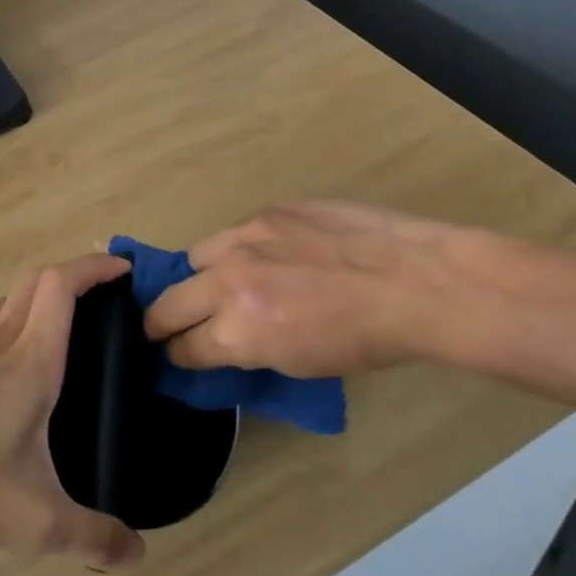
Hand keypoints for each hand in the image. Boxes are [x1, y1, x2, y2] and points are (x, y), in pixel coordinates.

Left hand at [0, 253, 145, 570]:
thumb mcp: (37, 520)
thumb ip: (92, 536)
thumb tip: (137, 555)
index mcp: (33, 360)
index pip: (62, 286)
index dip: (94, 268)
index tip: (123, 269)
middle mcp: (3, 344)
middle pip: (37, 280)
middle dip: (74, 274)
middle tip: (104, 296)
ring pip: (10, 299)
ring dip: (41, 294)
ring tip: (68, 322)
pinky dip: (16, 320)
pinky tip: (21, 365)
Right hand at [143, 202, 489, 377]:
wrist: (414, 281)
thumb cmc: (366, 340)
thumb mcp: (299, 363)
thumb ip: (248, 349)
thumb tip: (223, 342)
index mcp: (238, 331)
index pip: (183, 348)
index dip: (177, 356)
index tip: (177, 355)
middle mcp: (229, 281)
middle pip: (168, 304)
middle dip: (161, 322)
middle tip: (165, 328)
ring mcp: (246, 237)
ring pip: (193, 258)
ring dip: (197, 278)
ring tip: (214, 284)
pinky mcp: (268, 211)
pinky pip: (233, 233)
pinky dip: (235, 250)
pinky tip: (260, 256)